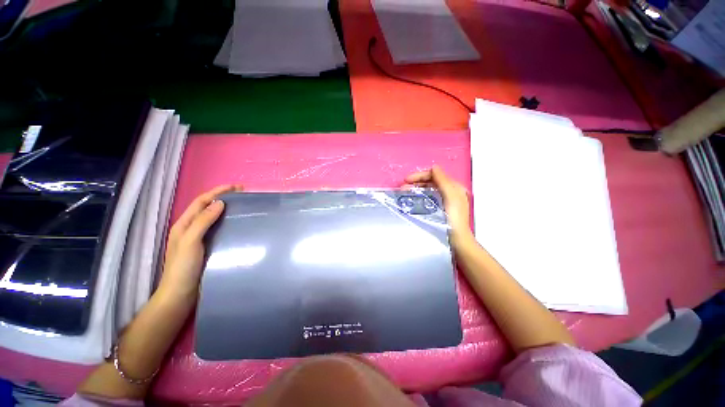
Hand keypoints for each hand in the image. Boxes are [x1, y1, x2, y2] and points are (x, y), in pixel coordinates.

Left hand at [156, 184, 242, 304]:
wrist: (181, 294)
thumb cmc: (183, 267)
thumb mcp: (191, 241)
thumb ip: (203, 221)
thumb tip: (220, 203)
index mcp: (184, 224)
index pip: (201, 201)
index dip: (217, 192)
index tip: (236, 187)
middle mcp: (191, 228)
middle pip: (208, 208)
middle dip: (223, 198)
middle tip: (243, 195)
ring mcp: (199, 238)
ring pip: (214, 219)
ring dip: (226, 210)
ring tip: (243, 207)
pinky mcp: (208, 247)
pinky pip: (219, 230)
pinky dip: (228, 223)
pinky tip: (238, 225)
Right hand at [405, 166, 471, 245]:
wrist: (457, 239)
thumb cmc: (454, 218)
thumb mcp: (450, 197)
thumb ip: (443, 181)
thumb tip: (434, 168)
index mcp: (454, 186)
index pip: (435, 175)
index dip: (420, 175)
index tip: (407, 180)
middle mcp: (449, 191)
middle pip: (430, 181)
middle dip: (416, 182)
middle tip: (403, 187)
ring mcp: (444, 199)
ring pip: (427, 189)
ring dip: (415, 188)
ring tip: (404, 192)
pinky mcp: (439, 208)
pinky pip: (427, 197)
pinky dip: (419, 196)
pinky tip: (411, 199)